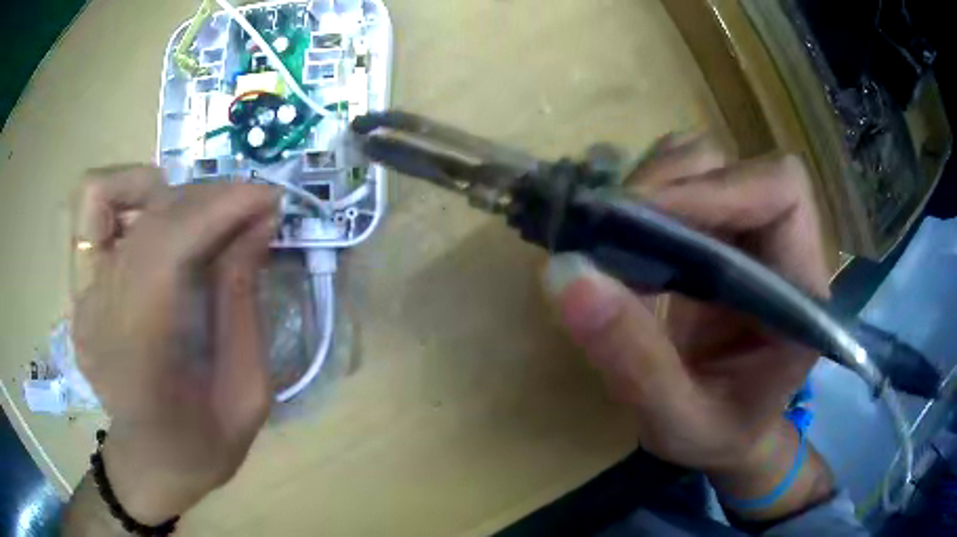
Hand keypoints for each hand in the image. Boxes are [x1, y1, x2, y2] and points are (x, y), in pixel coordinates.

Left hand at [72, 165, 278, 523]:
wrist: (152, 464)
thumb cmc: (203, 445)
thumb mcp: (247, 392)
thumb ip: (243, 302)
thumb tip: (259, 222)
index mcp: (140, 357)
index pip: (167, 245)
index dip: (220, 207)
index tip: (266, 198)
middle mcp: (97, 315)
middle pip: (145, 216)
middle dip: (205, 197)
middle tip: (246, 209)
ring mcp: (80, 299)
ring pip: (101, 195)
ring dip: (156, 189)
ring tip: (194, 213)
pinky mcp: (78, 291)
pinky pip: (91, 217)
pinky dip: (126, 201)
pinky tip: (156, 225)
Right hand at [546, 135, 829, 475]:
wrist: (727, 432)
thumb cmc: (718, 435)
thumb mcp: (676, 421)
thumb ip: (633, 361)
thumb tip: (566, 274)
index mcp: (801, 295)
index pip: (781, 195)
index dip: (715, 191)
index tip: (638, 219)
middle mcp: (786, 249)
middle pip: (741, 168)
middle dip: (674, 185)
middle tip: (608, 224)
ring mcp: (754, 235)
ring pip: (710, 162)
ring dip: (658, 182)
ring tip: (613, 228)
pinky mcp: (724, 232)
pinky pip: (688, 178)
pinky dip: (652, 187)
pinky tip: (627, 228)